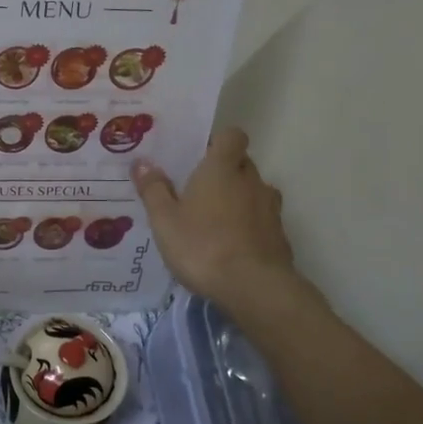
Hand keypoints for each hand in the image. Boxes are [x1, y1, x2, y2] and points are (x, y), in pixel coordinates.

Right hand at [132, 128, 313, 319]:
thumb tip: (142, 162)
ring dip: (238, 200)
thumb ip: (154, 190)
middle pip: (241, 164)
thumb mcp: (165, 221)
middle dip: (223, 172)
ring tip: (214, 221)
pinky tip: (232, 247)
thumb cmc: (202, 246)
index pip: (232, 136)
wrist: (254, 288)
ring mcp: (270, 208)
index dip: (218, 141)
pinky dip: (249, 226)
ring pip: (254, 192)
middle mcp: (251, 181)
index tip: (200, 155)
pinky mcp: (280, 235)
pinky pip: (262, 220)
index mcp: (222, 169)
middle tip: (197, 191)